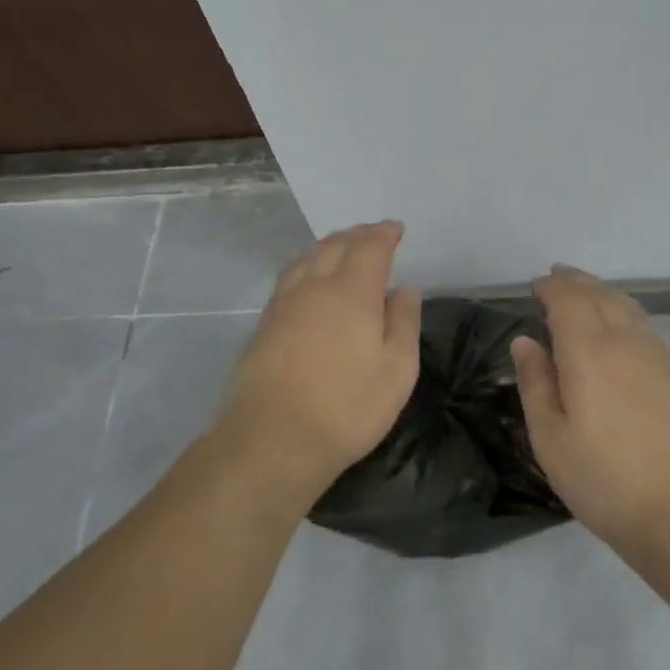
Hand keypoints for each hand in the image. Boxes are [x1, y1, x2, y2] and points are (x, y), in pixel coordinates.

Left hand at [220, 220, 422, 500]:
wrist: (271, 440)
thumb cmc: (346, 408)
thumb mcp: (397, 371)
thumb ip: (404, 322)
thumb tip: (405, 288)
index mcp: (352, 291)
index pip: (370, 246)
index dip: (384, 233)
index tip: (396, 229)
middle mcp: (315, 285)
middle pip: (336, 244)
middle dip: (358, 234)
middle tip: (373, 234)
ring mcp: (284, 302)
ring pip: (308, 256)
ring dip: (329, 244)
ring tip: (343, 247)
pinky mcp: (264, 322)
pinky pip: (290, 275)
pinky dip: (307, 262)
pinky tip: (310, 275)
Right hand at [512, 266, 669, 552]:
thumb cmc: (605, 478)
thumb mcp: (550, 438)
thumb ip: (536, 383)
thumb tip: (525, 341)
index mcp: (588, 350)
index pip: (568, 299)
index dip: (551, 287)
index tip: (535, 285)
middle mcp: (624, 340)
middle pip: (599, 293)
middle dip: (576, 281)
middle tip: (557, 276)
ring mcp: (656, 355)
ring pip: (626, 305)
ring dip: (601, 291)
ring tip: (585, 292)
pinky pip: (643, 324)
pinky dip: (623, 310)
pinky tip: (619, 326)